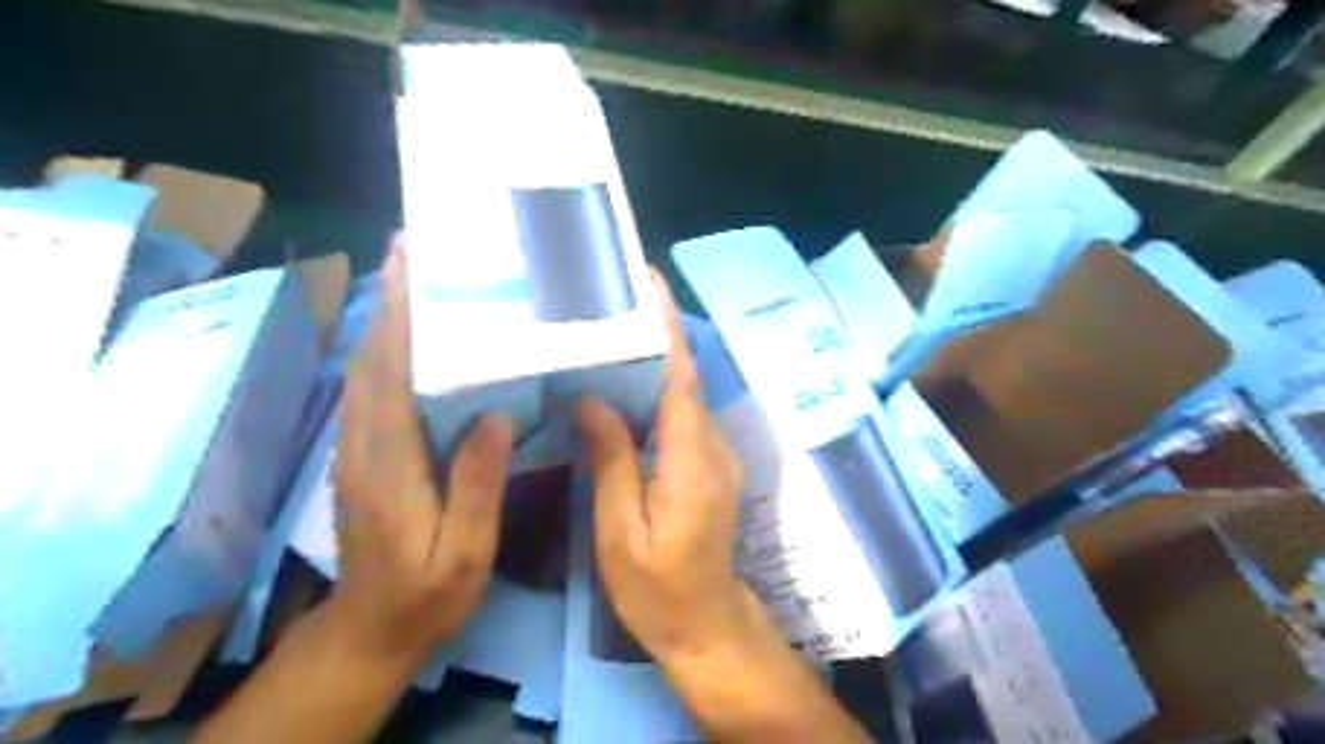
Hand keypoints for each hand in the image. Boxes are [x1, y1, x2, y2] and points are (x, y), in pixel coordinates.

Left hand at [328, 239, 513, 662]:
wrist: (371, 629)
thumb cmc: (427, 593)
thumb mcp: (464, 553)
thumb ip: (476, 487)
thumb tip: (494, 417)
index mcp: (391, 464)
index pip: (391, 376)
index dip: (399, 319)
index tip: (411, 268)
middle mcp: (364, 444)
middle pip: (370, 359)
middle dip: (388, 301)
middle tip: (411, 250)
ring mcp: (357, 448)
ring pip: (364, 369)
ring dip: (382, 318)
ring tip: (409, 275)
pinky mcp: (361, 454)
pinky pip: (368, 389)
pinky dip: (382, 350)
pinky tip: (404, 334)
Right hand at [577, 270, 760, 663]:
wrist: (705, 624)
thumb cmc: (656, 589)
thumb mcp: (620, 532)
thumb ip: (611, 461)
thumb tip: (591, 398)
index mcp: (691, 459)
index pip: (681, 377)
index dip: (667, 327)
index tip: (649, 282)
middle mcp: (713, 446)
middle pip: (684, 377)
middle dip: (656, 332)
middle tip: (613, 298)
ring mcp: (717, 454)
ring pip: (684, 393)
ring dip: (655, 359)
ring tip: (610, 330)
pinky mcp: (711, 464)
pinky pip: (683, 415)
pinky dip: (658, 390)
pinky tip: (624, 384)